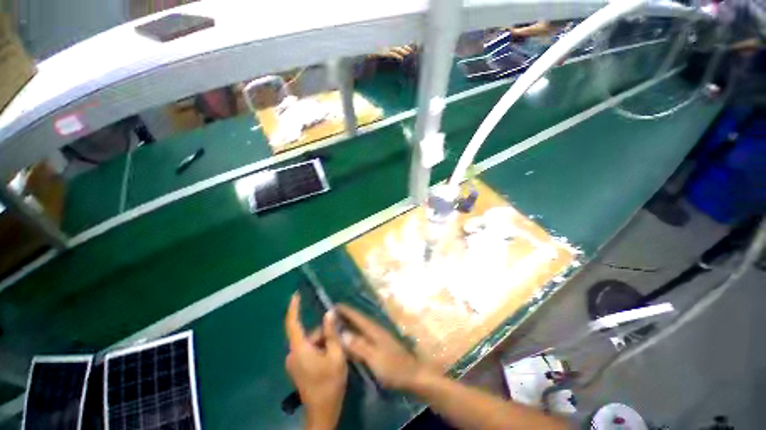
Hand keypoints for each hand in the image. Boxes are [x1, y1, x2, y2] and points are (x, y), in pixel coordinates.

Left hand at [285, 294, 347, 429]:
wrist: (322, 412)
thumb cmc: (330, 383)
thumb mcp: (336, 355)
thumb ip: (331, 333)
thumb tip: (329, 312)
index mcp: (300, 349)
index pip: (292, 324)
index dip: (293, 308)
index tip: (295, 294)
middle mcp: (293, 354)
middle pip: (309, 334)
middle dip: (324, 334)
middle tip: (339, 341)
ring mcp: (294, 362)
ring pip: (310, 342)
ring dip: (324, 343)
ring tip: (337, 353)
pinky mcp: (298, 367)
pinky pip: (308, 350)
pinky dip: (320, 349)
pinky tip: (330, 358)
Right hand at [337, 304, 435, 390]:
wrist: (412, 374)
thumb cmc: (393, 366)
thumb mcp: (374, 357)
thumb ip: (359, 345)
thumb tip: (342, 333)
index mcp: (373, 330)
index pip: (357, 316)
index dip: (346, 310)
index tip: (333, 306)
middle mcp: (375, 330)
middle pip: (358, 320)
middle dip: (345, 316)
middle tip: (330, 316)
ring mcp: (378, 337)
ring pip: (360, 327)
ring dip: (349, 324)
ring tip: (336, 325)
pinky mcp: (379, 345)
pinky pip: (363, 336)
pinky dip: (354, 334)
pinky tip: (349, 340)